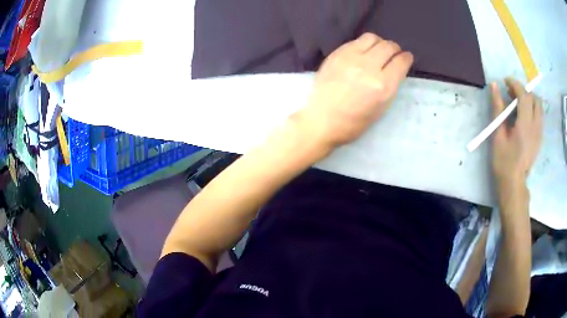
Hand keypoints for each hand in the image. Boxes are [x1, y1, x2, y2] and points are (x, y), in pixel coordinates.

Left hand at [294, 33, 412, 149]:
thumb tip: (396, 67)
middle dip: (395, 49)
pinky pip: (356, 41)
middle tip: (393, 54)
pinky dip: (364, 44)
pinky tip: (362, 53)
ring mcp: (350, 58)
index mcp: (383, 86)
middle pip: (388, 46)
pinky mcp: (337, 54)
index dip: (406, 58)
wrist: (322, 120)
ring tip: (377, 51)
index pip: (401, 61)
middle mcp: (368, 67)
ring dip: (379, 43)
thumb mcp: (381, 108)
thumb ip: (391, 85)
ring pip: (372, 38)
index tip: (406, 58)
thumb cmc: (354, 122)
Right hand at [491, 77, 542, 191]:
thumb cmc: (503, 161)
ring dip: (529, 99)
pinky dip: (532, 108)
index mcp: (525, 126)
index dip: (515, 84)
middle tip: (511, 93)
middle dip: (523, 90)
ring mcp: (539, 133)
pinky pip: (539, 116)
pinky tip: (523, 115)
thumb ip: (498, 108)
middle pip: (534, 98)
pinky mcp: (540, 138)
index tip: (505, 82)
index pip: (524, 95)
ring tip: (518, 103)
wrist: (514, 184)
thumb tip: (495, 85)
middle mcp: (536, 127)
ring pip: (539, 106)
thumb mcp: (498, 135)